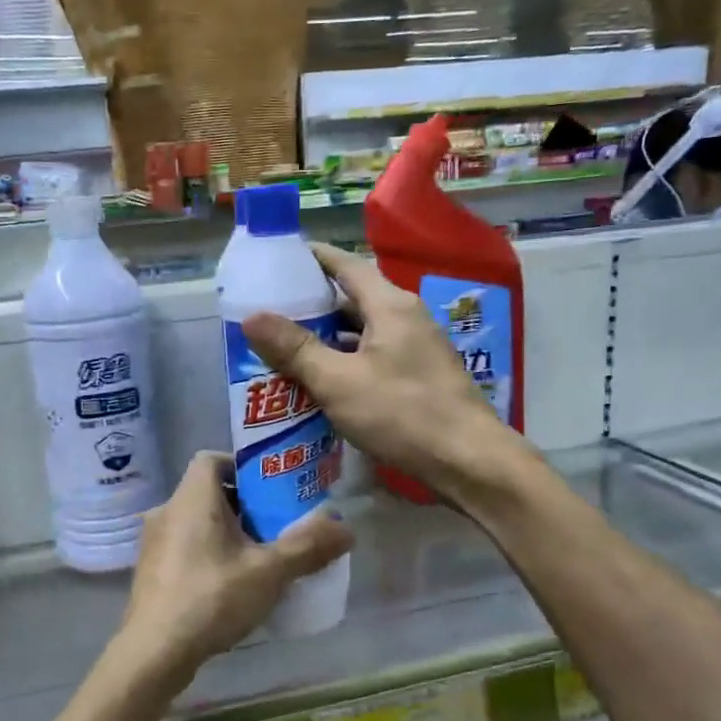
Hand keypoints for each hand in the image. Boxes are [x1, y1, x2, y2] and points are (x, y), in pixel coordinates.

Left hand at [113, 452, 353, 682]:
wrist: (155, 652)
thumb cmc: (212, 597)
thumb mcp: (269, 571)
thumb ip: (308, 547)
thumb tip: (347, 529)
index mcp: (192, 497)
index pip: (212, 458)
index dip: (242, 468)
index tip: (270, 492)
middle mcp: (167, 510)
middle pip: (208, 492)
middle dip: (243, 506)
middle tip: (274, 528)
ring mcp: (153, 542)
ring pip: (196, 522)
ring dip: (226, 532)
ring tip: (257, 558)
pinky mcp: (150, 571)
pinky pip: (184, 546)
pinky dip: (207, 553)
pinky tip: (229, 585)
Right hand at [242, 243, 524, 500]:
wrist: (468, 461)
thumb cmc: (402, 413)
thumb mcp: (338, 381)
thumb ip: (295, 348)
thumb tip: (251, 316)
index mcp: (390, 305)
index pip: (346, 265)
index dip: (312, 258)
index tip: (278, 258)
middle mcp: (406, 317)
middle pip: (352, 298)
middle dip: (311, 304)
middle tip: (269, 310)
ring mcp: (416, 348)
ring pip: (362, 331)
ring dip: (327, 337)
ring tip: (284, 346)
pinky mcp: (419, 376)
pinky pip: (373, 356)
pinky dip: (345, 361)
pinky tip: (320, 380)